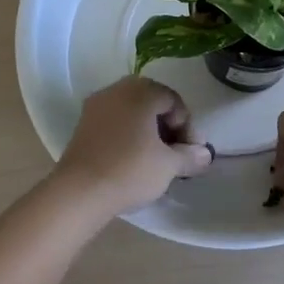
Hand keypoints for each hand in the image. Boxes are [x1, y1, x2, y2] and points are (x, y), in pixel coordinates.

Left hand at [52, 76, 213, 214]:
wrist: (78, 192)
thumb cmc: (130, 170)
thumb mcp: (169, 165)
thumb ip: (190, 156)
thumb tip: (205, 154)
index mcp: (141, 91)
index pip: (174, 101)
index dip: (187, 127)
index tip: (190, 153)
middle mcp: (117, 90)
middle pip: (152, 104)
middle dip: (167, 128)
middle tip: (175, 155)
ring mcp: (96, 106)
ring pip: (132, 113)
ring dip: (148, 132)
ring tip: (155, 161)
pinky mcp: (82, 125)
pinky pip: (114, 123)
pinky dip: (128, 136)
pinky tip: (132, 161)